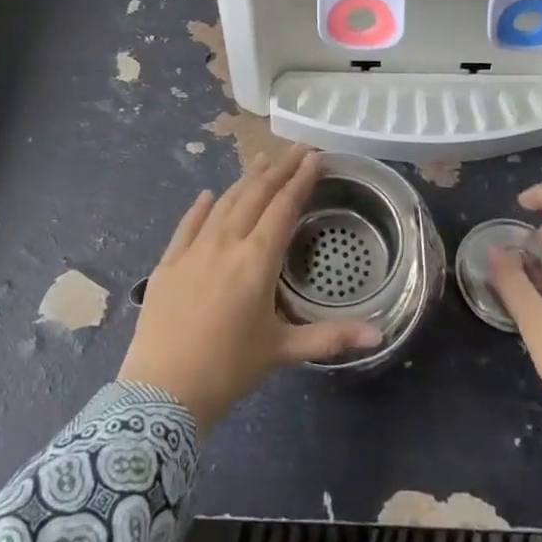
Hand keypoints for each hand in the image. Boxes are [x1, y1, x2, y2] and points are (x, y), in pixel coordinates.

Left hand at [119, 147, 380, 430]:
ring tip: (261, 160)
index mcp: (257, 259)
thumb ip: (330, 337)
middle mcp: (226, 243)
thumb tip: (379, 336)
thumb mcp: (282, 351)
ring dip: (245, 179)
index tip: (315, 157)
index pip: (284, 207)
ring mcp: (193, 249)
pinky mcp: (168, 262)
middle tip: (296, 149)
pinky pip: (187, 225)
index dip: (301, 180)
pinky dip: (201, 206)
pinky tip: (209, 194)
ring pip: (224, 203)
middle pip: (255, 194)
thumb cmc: (229, 369)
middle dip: (279, 169)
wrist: (162, 392)